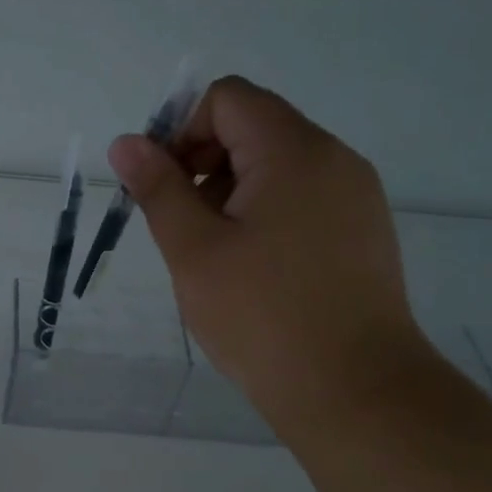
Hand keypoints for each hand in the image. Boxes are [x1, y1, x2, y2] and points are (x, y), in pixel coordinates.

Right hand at [107, 76, 430, 442]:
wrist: (356, 392)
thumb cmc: (263, 316)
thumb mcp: (193, 249)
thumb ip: (158, 187)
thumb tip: (127, 143)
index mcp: (294, 151)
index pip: (228, 99)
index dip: (182, 129)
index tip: (162, 185)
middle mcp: (333, 159)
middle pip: (253, 127)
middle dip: (203, 162)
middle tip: (181, 224)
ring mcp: (356, 196)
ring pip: (276, 165)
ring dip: (230, 191)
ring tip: (213, 253)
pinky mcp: (363, 231)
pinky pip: (302, 197)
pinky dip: (264, 212)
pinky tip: (252, 268)